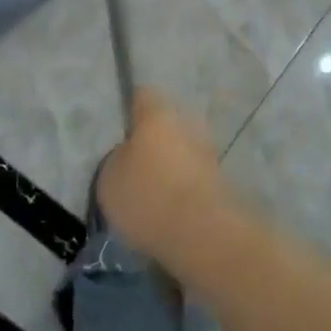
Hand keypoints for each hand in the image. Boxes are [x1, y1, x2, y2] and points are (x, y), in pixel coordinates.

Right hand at [94, 88, 234, 263]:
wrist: (202, 235)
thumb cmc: (147, 196)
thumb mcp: (109, 179)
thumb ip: (116, 159)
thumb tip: (128, 156)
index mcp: (157, 114)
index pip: (142, 96)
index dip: (130, 109)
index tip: (120, 129)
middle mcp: (187, 124)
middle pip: (165, 126)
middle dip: (152, 142)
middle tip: (133, 167)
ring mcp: (208, 153)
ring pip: (182, 152)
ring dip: (170, 167)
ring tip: (150, 195)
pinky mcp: (221, 183)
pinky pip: (193, 178)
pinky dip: (182, 189)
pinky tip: (168, 212)